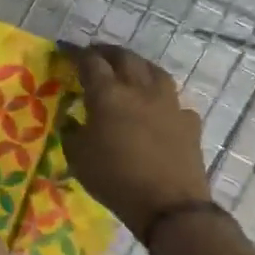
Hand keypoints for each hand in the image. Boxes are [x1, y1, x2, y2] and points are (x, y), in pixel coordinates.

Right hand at [60, 44, 211, 237]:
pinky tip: (158, 108)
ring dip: (139, 65)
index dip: (76, 54)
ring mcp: (169, 104)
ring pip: (155, 71)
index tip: (66, 50)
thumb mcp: (78, 159)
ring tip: (130, 69)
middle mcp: (140, 90)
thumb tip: (73, 121)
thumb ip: (72, 133)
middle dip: (108, 52)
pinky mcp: (188, 122)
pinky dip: (162, 99)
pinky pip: (174, 101)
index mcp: (108, 95)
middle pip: (125, 58)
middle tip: (96, 54)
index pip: (90, 63)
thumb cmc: (115, 179)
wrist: (168, 204)